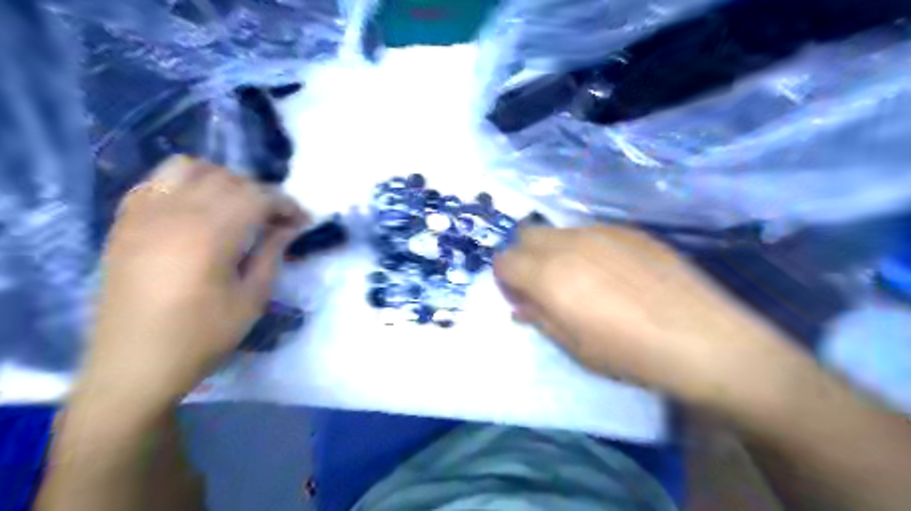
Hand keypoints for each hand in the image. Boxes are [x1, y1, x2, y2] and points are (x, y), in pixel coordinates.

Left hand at [83, 156, 307, 402]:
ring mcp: (144, 214)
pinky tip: (197, 210)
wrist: (134, 365)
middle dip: (260, 193)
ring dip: (221, 180)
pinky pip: (155, 182)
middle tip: (276, 220)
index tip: (302, 220)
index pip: (257, 197)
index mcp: (211, 235)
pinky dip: (184, 185)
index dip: (286, 204)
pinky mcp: (124, 223)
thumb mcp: (252, 299)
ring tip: (236, 207)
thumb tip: (289, 227)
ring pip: (187, 168)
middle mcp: (175, 213)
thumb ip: (272, 254)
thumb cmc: (202, 336)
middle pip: (228, 179)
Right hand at [494, 227, 795, 407]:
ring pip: (558, 230)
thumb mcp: (573, 346)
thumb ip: (539, 317)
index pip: (504, 260)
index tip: (520, 297)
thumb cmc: (628, 353)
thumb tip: (521, 305)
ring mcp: (601, 231)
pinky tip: (613, 273)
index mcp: (548, 274)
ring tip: (581, 278)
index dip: (505, 279)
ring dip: (554, 250)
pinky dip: (585, 248)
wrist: (701, 339)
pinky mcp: (629, 231)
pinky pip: (591, 232)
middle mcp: (569, 243)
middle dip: (523, 256)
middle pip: (526, 234)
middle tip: (543, 284)